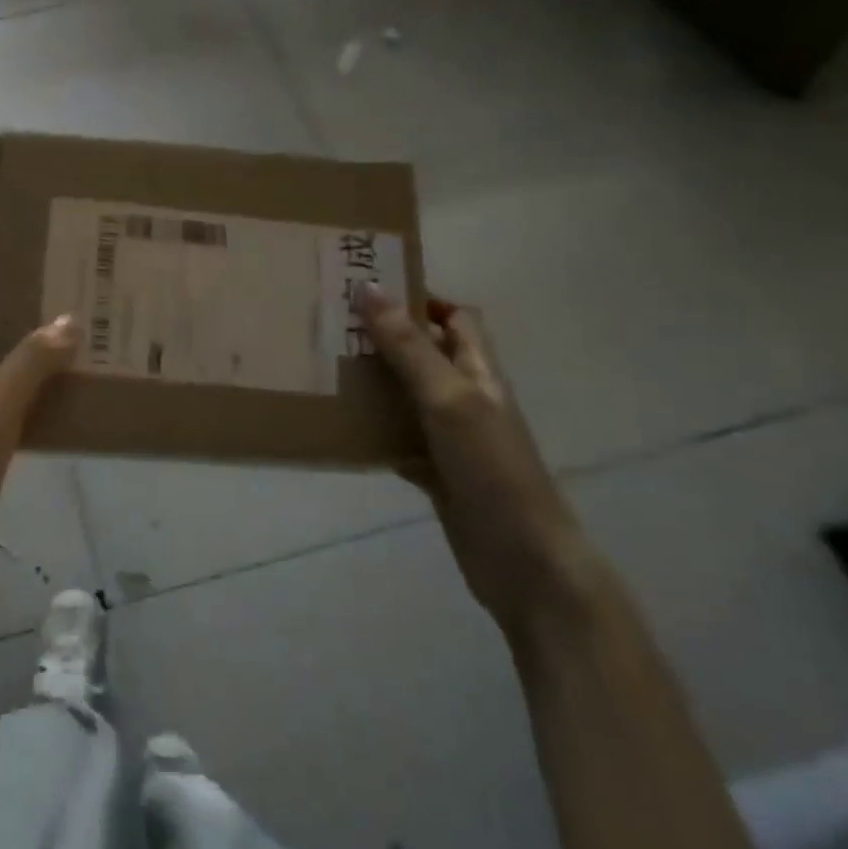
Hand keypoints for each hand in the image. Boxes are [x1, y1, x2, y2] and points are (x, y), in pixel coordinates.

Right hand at [354, 284, 590, 633]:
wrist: (522, 560)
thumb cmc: (491, 468)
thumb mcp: (447, 398)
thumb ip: (408, 346)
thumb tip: (370, 288)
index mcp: (479, 371)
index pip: (457, 317)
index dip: (422, 297)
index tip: (372, 288)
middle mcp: (467, 397)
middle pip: (426, 353)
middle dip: (385, 337)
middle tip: (333, 325)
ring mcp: (452, 437)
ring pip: (407, 395)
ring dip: (374, 382)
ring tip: (325, 367)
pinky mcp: (437, 471)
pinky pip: (398, 438)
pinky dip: (372, 430)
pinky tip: (340, 428)